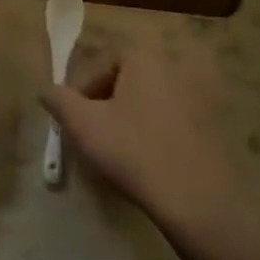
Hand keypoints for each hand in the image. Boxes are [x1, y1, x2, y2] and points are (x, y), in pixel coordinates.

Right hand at [41, 30, 245, 243]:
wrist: (198, 202)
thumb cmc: (133, 151)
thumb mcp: (82, 124)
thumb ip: (58, 100)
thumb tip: (46, 90)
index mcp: (143, 58)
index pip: (100, 61)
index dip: (81, 88)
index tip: (74, 116)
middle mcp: (174, 67)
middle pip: (125, 78)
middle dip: (104, 100)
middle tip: (91, 130)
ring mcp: (198, 96)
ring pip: (147, 99)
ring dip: (127, 116)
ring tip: (115, 147)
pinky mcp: (213, 126)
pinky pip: (170, 119)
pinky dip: (153, 131)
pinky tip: (145, 159)